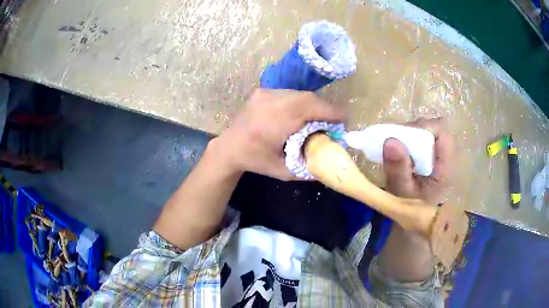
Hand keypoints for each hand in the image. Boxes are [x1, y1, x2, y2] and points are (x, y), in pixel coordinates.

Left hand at [213, 89, 345, 180]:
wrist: (229, 148)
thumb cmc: (255, 161)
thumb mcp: (284, 171)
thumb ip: (309, 167)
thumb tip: (333, 161)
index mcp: (273, 122)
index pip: (309, 108)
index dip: (330, 111)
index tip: (344, 119)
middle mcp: (269, 102)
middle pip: (307, 98)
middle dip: (324, 108)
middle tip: (334, 120)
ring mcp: (264, 94)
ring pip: (299, 94)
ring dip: (313, 104)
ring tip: (319, 118)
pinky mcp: (262, 91)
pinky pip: (289, 93)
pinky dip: (300, 102)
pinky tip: (301, 114)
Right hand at [378, 118, 452, 281]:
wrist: (414, 226)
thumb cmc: (411, 214)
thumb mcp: (403, 194)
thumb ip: (398, 170)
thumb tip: (390, 140)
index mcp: (445, 168)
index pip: (442, 133)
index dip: (423, 128)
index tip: (401, 136)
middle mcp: (445, 159)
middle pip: (433, 130)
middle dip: (413, 131)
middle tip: (394, 142)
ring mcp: (438, 159)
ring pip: (426, 133)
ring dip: (409, 135)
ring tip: (394, 147)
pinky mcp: (431, 160)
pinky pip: (421, 141)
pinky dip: (408, 141)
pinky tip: (398, 152)